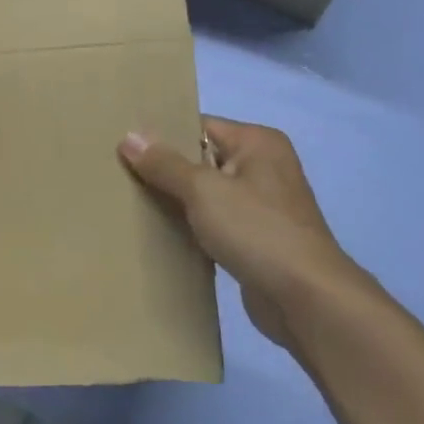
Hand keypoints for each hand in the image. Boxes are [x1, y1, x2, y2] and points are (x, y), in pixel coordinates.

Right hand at [119, 117, 367, 347]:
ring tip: (130, 203)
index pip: (199, 125)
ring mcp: (261, 205)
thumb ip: (164, 164)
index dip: (162, 135)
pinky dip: (190, 226)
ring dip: (175, 201)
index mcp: (257, 142)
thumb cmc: (257, 231)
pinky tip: (159, 234)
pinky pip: (213, 222)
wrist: (306, 298)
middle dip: (164, 169)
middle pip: (200, 159)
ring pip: (205, 194)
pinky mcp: (255, 238)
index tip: (122, 146)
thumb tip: (129, 137)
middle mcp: (263, 167)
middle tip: (118, 175)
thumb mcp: (203, 190)